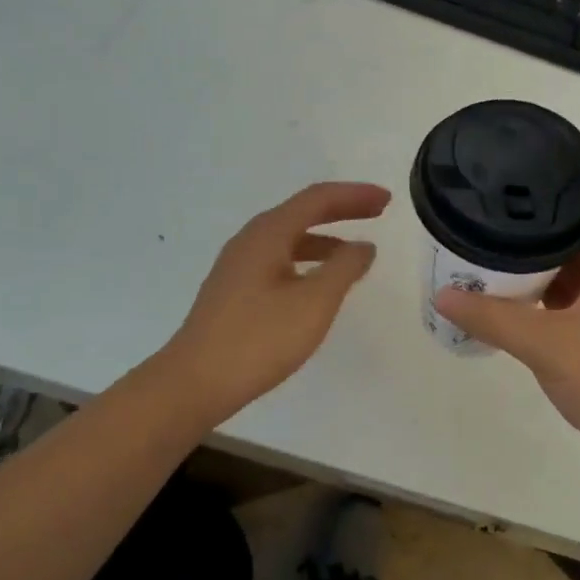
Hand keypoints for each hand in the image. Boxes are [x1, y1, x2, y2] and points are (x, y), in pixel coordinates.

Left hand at [162, 182, 390, 424]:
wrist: (192, 384)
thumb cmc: (258, 339)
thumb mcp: (314, 302)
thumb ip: (344, 268)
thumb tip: (363, 246)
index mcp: (268, 233)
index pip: (318, 199)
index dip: (355, 195)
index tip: (386, 200)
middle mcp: (251, 240)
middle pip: (303, 212)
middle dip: (342, 209)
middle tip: (378, 212)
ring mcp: (238, 266)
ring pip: (290, 237)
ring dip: (326, 237)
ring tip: (355, 252)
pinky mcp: (234, 291)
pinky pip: (280, 259)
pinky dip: (308, 259)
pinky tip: (318, 284)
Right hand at [434, 185, 579, 474]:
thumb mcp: (549, 345)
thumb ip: (494, 319)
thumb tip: (442, 295)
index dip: (570, 175)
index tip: (527, 163)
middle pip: (578, 230)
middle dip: (538, 217)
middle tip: (493, 203)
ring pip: (568, 266)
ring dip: (536, 256)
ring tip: (491, 239)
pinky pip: (563, 297)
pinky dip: (537, 291)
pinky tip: (505, 289)